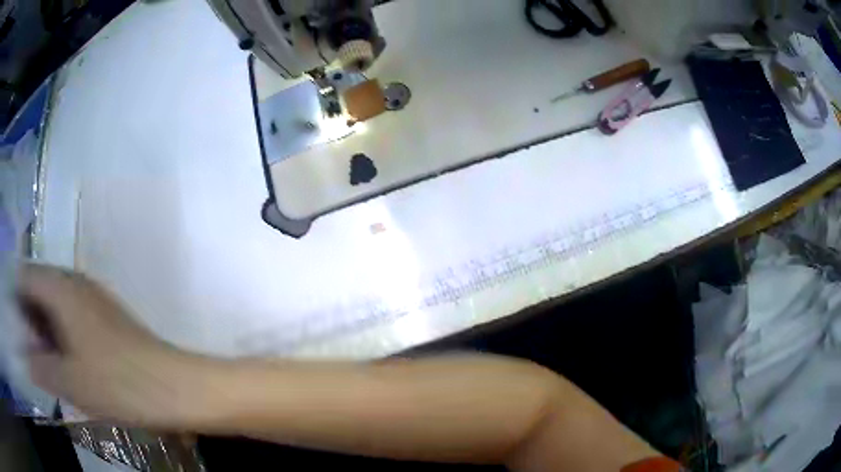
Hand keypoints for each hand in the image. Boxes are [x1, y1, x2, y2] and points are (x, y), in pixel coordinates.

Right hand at [17, 264, 201, 427]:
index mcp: (61, 287)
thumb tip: (26, 358)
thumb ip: (40, 367)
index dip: (15, 297)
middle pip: (39, 287)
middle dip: (28, 315)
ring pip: (54, 301)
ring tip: (44, 358)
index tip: (13, 325)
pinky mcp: (105, 315)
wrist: (173, 387)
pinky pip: (71, 314)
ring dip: (44, 325)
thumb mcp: (69, 382)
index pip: (25, 275)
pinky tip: (64, 358)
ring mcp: (92, 296)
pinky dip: (60, 330)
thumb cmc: (117, 385)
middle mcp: (75, 282)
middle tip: (28, 348)